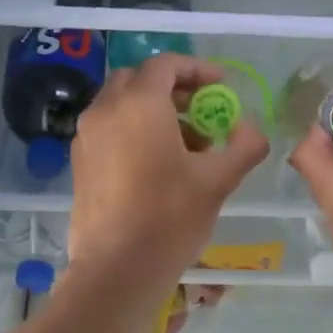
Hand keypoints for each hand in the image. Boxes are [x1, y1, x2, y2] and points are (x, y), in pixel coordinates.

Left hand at [67, 54, 268, 290]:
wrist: (116, 268)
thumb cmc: (169, 218)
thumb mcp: (218, 181)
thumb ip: (244, 146)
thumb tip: (253, 130)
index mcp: (139, 103)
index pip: (166, 64)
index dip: (197, 69)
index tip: (221, 86)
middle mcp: (105, 110)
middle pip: (138, 79)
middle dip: (172, 88)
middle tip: (201, 110)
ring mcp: (86, 136)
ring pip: (120, 104)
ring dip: (152, 110)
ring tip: (186, 144)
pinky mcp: (79, 162)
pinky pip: (107, 129)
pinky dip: (132, 130)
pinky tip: (156, 164)